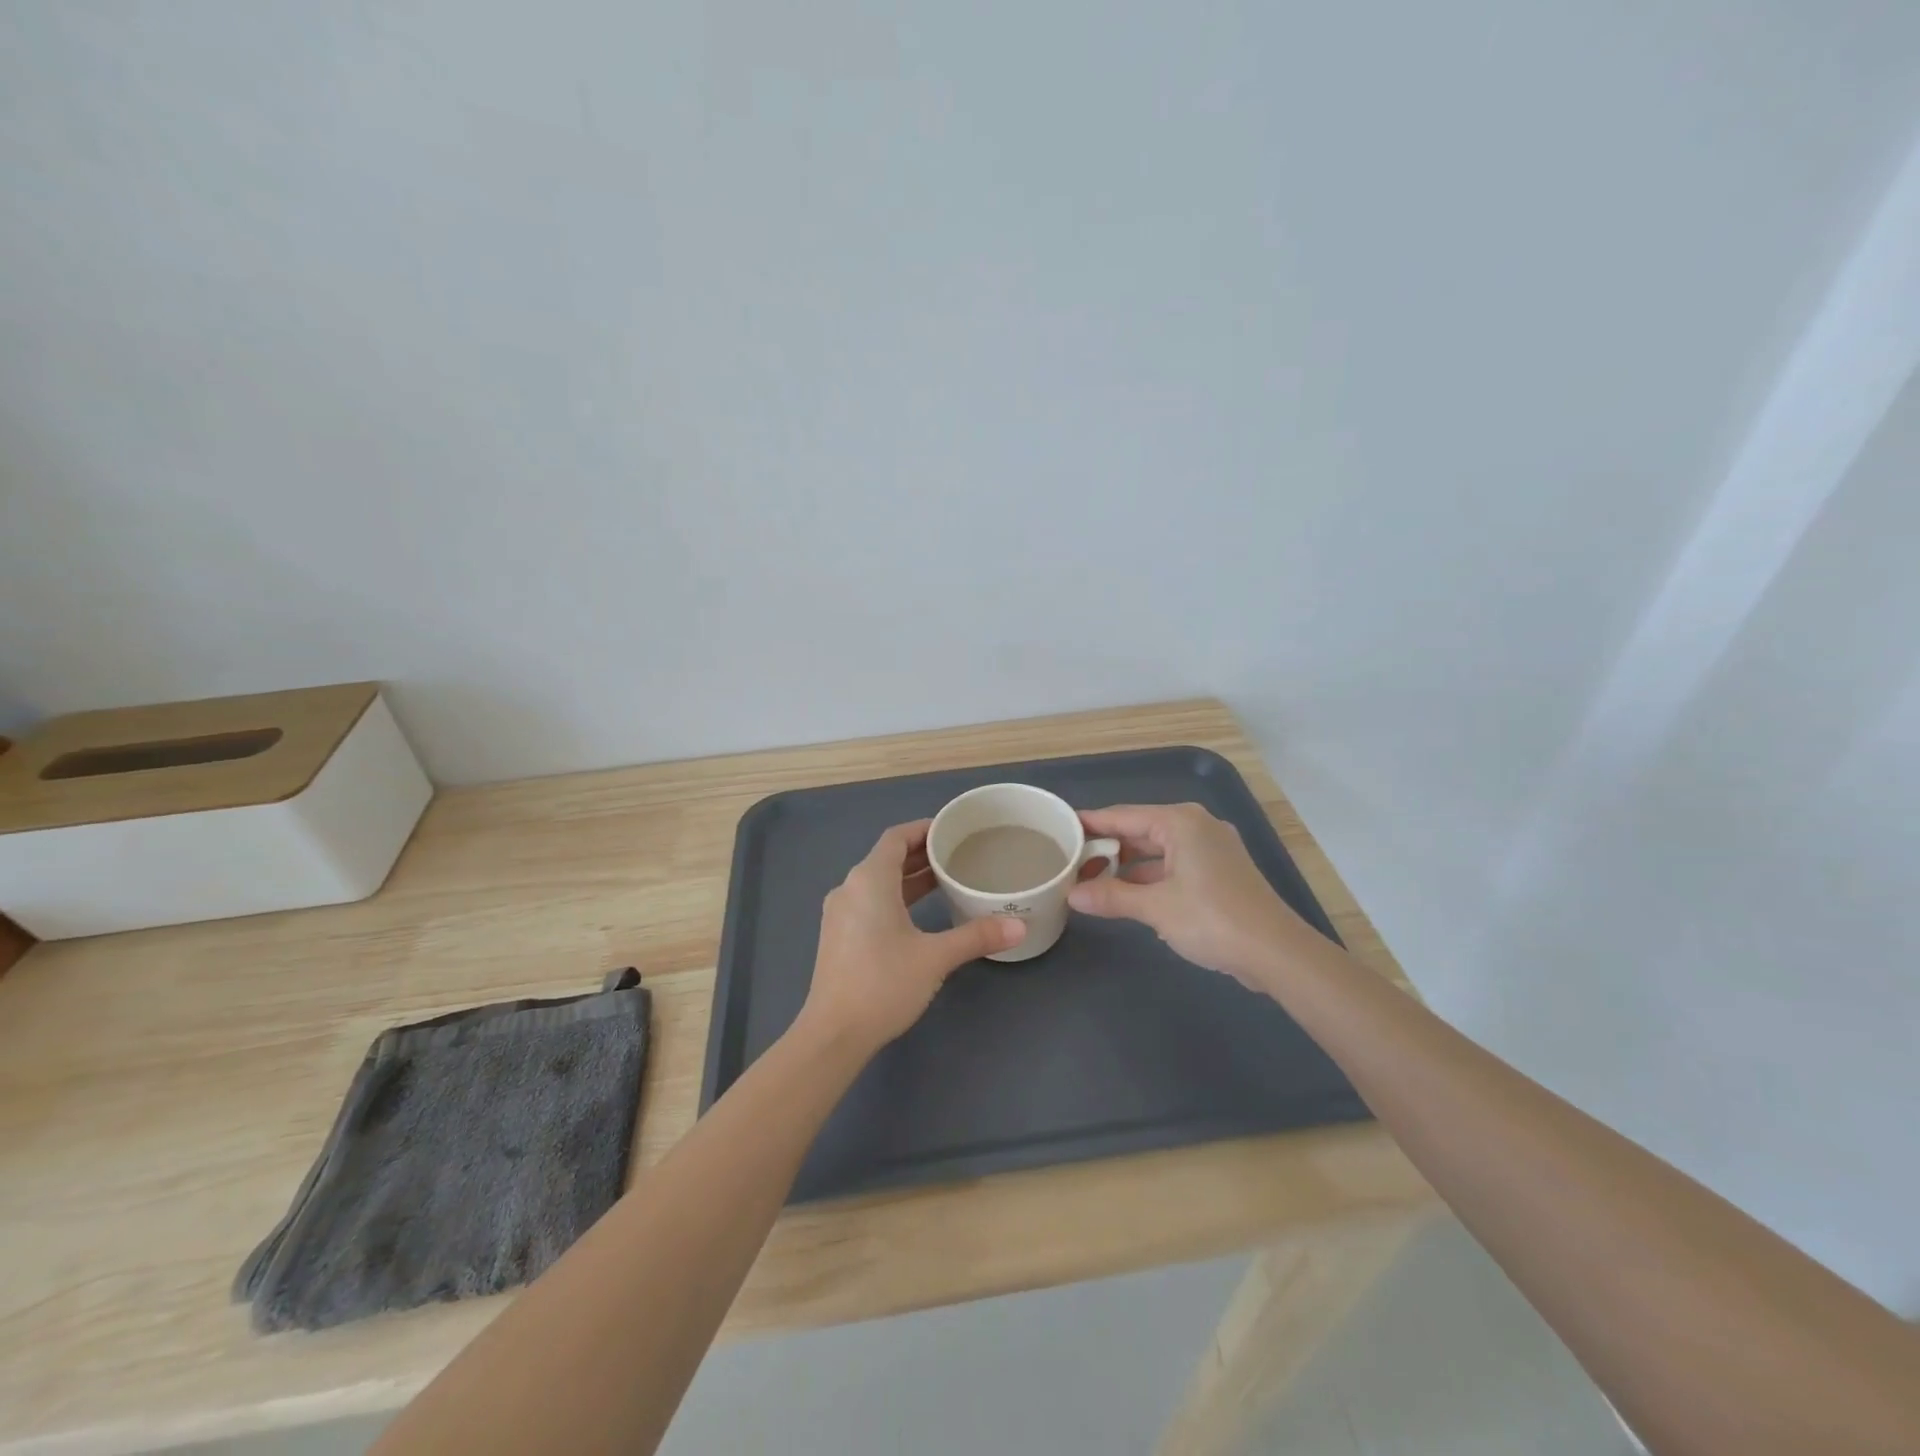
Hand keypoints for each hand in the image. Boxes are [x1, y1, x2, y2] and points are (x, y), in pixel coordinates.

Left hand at [798, 819, 1025, 1054]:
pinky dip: (896, 897)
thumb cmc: (883, 983)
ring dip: (909, 878)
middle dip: (921, 854)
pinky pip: (870, 901)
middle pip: (887, 858)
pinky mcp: (839, 936)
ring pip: (878, 882)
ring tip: (945, 880)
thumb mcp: (935, 957)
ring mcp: (840, 914)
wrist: (834, 1033)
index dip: (923, 829)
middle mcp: (850, 888)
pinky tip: (919, 913)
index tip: (952, 830)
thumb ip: (976, 936)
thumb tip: (1019, 926)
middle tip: (958, 854)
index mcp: (869, 880)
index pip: (896, 837)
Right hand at [1067, 802, 1308, 990]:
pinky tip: (1127, 895)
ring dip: (1127, 866)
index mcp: (1180, 822)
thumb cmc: (1213, 919)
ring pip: (1156, 851)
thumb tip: (1072, 896)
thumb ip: (1111, 897)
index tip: (1060, 828)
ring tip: (1091, 881)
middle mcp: (1196, 827)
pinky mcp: (1219, 872)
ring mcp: (1211, 849)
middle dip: (1106, 848)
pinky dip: (1149, 878)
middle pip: (1139, 831)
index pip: (1122, 816)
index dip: (1090, 824)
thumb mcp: (1155, 908)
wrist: (1276, 952)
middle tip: (1070, 862)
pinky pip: (1173, 866)